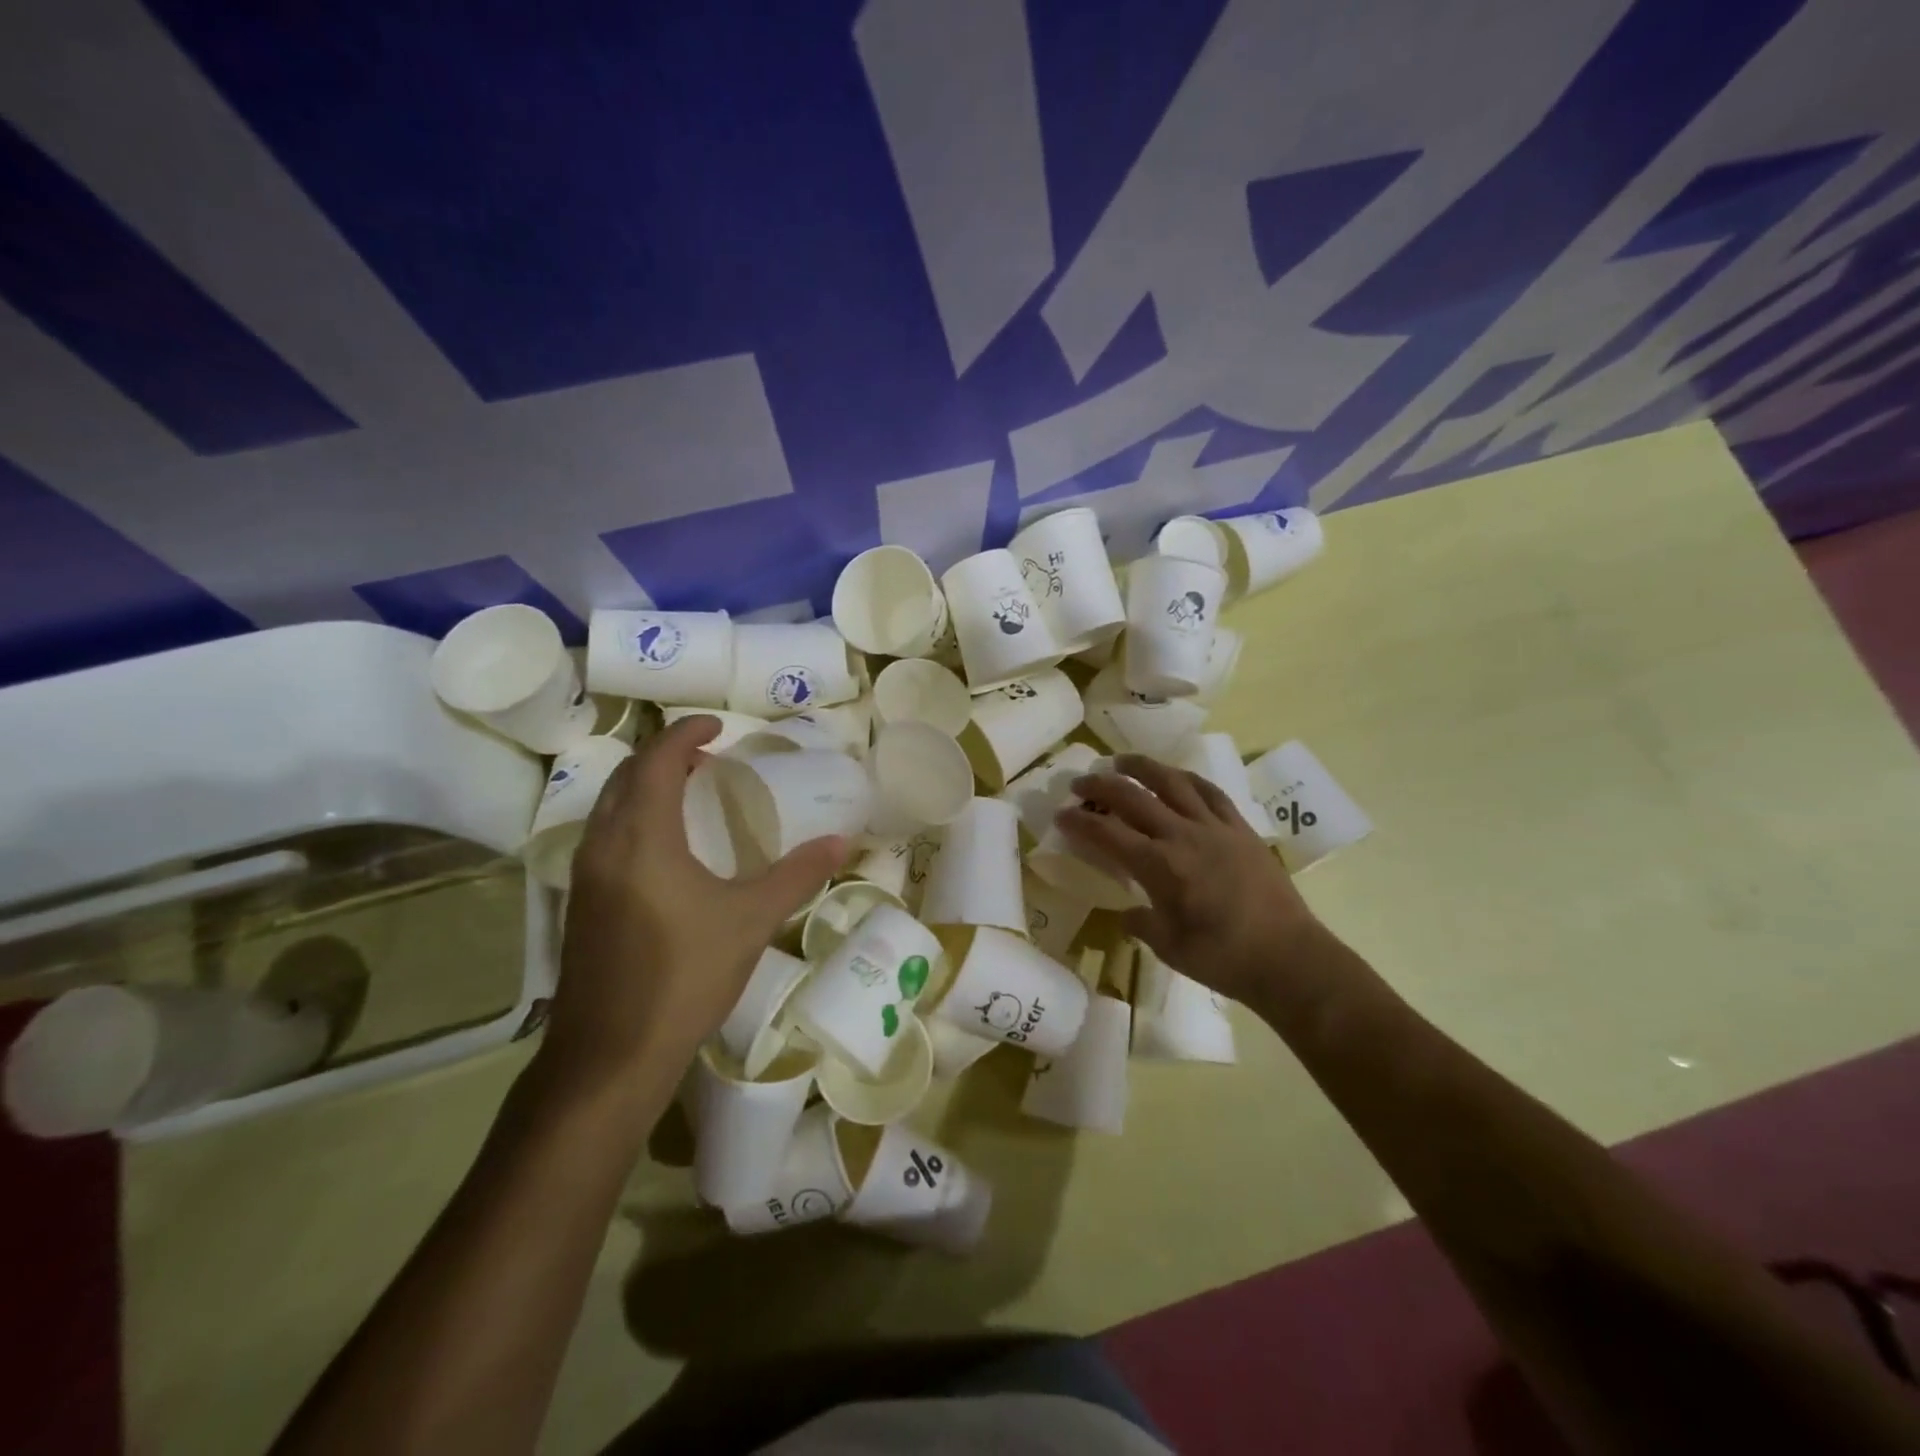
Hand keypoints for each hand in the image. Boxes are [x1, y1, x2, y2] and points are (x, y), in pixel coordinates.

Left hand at [542, 716, 846, 1096]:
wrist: (610, 1055)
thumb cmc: (684, 976)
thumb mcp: (751, 920)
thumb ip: (796, 875)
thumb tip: (841, 841)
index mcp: (642, 836)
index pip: (657, 761)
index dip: (685, 734)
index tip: (718, 726)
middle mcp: (603, 845)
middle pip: (626, 776)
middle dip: (664, 756)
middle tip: (707, 757)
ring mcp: (584, 877)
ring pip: (609, 807)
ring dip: (644, 786)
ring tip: (689, 792)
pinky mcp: (580, 904)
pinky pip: (604, 837)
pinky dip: (633, 818)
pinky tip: (664, 848)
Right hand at [1056, 753, 1327, 1004]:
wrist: (1289, 958)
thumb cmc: (1224, 959)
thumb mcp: (1169, 948)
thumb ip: (1141, 923)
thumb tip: (1128, 913)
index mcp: (1160, 867)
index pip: (1108, 834)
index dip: (1079, 822)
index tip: (1060, 815)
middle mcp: (1183, 836)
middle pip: (1133, 797)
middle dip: (1100, 786)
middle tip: (1079, 783)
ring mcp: (1215, 828)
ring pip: (1172, 782)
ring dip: (1142, 767)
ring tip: (1121, 761)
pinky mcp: (1241, 829)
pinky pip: (1211, 792)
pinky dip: (1187, 779)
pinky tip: (1176, 777)